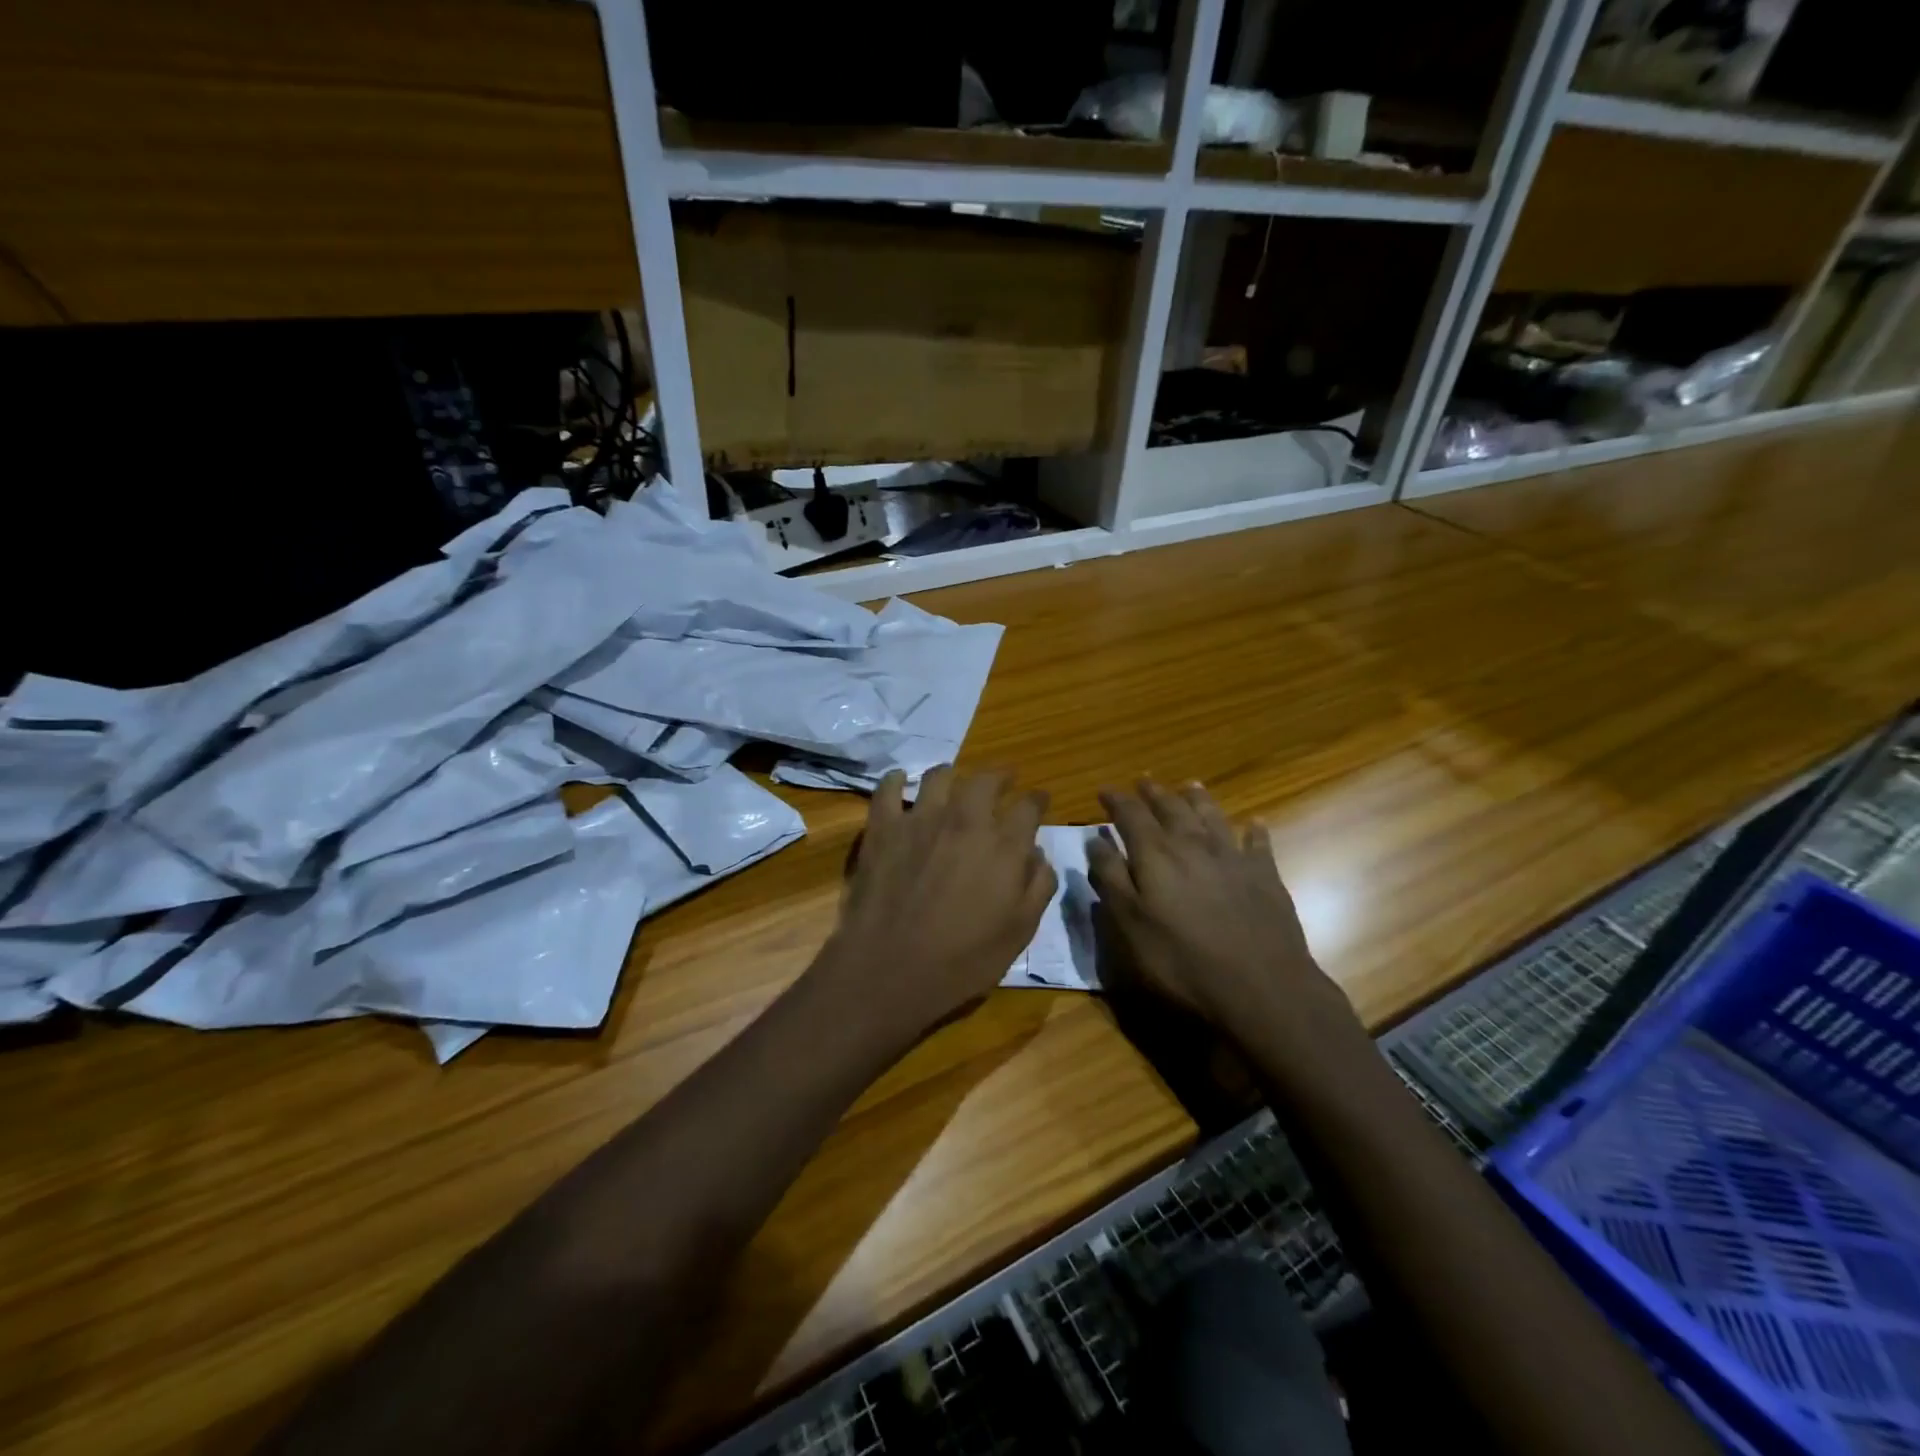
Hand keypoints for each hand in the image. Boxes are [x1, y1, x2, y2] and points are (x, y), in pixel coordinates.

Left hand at [813, 765, 1055, 1050]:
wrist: (889, 969)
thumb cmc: (961, 960)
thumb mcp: (1019, 933)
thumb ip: (1037, 888)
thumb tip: (1039, 855)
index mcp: (1004, 846)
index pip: (1029, 807)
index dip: (1037, 800)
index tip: (1040, 800)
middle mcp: (965, 821)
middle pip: (986, 780)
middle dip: (1000, 776)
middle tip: (1004, 779)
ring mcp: (920, 820)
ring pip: (939, 777)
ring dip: (952, 774)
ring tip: (954, 778)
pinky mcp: (883, 828)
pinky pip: (888, 790)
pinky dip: (896, 781)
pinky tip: (900, 781)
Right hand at [1087, 780, 1363, 1064]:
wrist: (1260, 987)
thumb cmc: (1182, 961)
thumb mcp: (1130, 925)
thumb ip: (1111, 878)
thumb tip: (1095, 840)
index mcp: (1156, 854)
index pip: (1130, 815)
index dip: (1116, 800)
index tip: (1104, 791)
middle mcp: (1193, 844)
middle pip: (1171, 808)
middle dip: (1154, 793)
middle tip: (1144, 781)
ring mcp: (1233, 857)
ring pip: (1212, 815)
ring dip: (1198, 798)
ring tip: (1190, 785)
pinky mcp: (1265, 876)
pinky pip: (1258, 842)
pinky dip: (1254, 830)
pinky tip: (1254, 823)